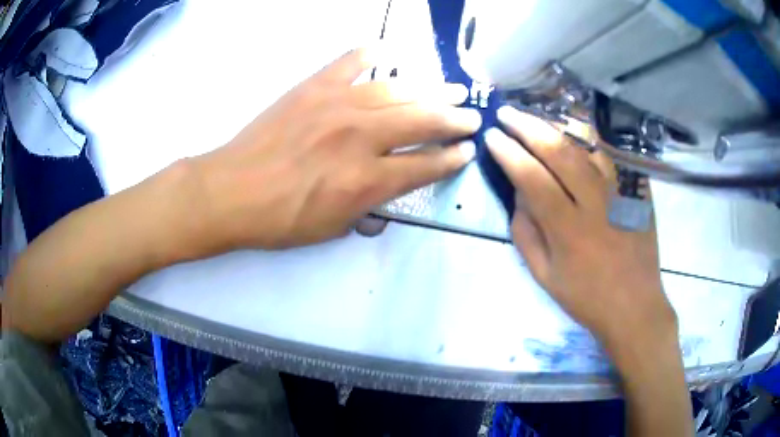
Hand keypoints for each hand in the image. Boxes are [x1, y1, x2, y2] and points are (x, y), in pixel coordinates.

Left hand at [190, 48, 480, 250]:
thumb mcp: (332, 229)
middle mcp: (360, 137)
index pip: (425, 165)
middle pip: (422, 121)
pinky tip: (390, 52)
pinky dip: (372, 54)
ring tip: (452, 88)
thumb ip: (368, 209)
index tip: (467, 151)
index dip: (451, 158)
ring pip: (398, 90)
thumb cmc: (279, 219)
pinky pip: (351, 62)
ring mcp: (337, 105)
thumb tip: (388, 196)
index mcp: (366, 181)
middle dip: (454, 119)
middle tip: (472, 117)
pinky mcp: (314, 87)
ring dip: (431, 89)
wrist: (231, 191)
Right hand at [484, 106, 675, 347]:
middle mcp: (596, 203)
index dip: (508, 152)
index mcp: (568, 229)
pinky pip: (613, 155)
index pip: (531, 176)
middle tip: (507, 114)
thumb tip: (518, 193)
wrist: (634, 305)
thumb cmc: (586, 297)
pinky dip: (592, 139)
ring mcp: (621, 193)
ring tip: (538, 116)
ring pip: (588, 145)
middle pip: (559, 151)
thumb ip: (526, 232)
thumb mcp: (544, 275)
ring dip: (558, 125)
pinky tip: (576, 131)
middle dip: (528, 126)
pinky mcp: (638, 192)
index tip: (492, 136)